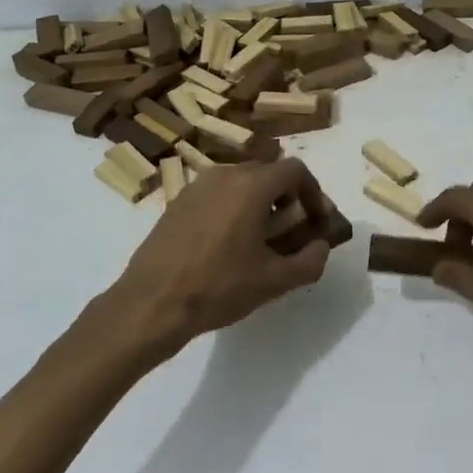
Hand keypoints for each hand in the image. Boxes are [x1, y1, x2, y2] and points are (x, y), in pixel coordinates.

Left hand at [111, 158, 333, 358]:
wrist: (152, 303)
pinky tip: (228, 243)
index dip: (313, 192)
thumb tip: (321, 246)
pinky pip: (216, 194)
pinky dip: (233, 207)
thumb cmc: (219, 287)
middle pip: (267, 172)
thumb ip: (310, 261)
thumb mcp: (275, 281)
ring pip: (240, 181)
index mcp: (251, 186)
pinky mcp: (177, 202)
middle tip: (292, 230)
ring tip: (261, 238)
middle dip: (287, 197)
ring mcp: (196, 186)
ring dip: (259, 201)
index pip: (295, 170)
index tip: (317, 219)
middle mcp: (224, 175)